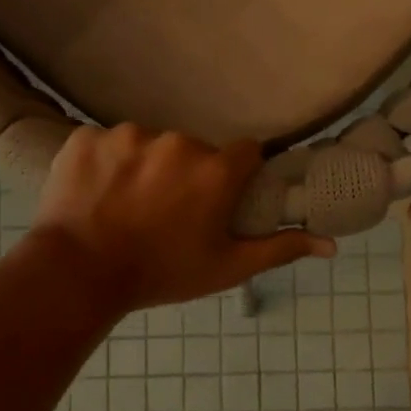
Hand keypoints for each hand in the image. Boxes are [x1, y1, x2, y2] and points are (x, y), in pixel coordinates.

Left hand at [31, 125, 334, 310]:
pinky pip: (105, 144)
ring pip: (148, 144)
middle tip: (166, 211)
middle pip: (193, 149)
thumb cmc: (161, 273)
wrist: (78, 274)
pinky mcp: (86, 137)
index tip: (218, 198)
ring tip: (126, 205)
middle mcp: (177, 142)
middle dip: (186, 174)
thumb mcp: (226, 267)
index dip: (235, 176)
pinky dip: (104, 164)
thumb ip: (279, 248)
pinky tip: (96, 193)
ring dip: (144, 167)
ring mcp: (127, 135)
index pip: (244, 153)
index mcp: (215, 170)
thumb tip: (331, 244)